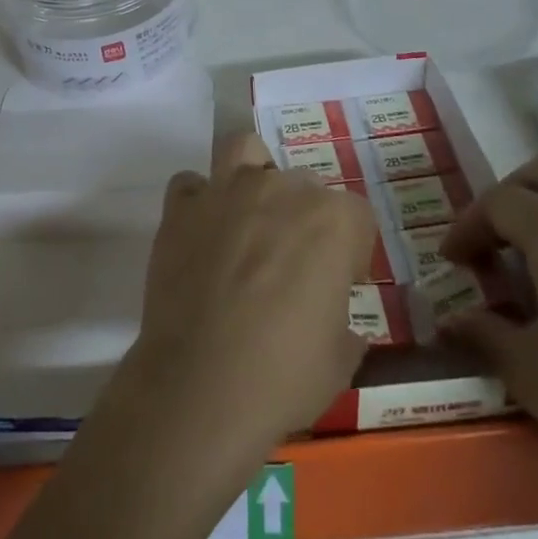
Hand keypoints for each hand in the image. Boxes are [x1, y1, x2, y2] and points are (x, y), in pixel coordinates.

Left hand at [121, 133, 378, 460]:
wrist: (200, 387)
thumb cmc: (284, 377)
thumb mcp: (340, 359)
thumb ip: (344, 324)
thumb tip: (337, 325)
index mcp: (331, 220)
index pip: (356, 216)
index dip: (352, 251)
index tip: (342, 284)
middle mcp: (280, 189)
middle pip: (302, 184)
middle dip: (303, 217)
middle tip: (292, 264)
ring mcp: (225, 191)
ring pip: (244, 150)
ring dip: (251, 173)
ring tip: (248, 215)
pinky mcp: (181, 208)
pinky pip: (191, 185)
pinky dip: (198, 201)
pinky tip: (201, 232)